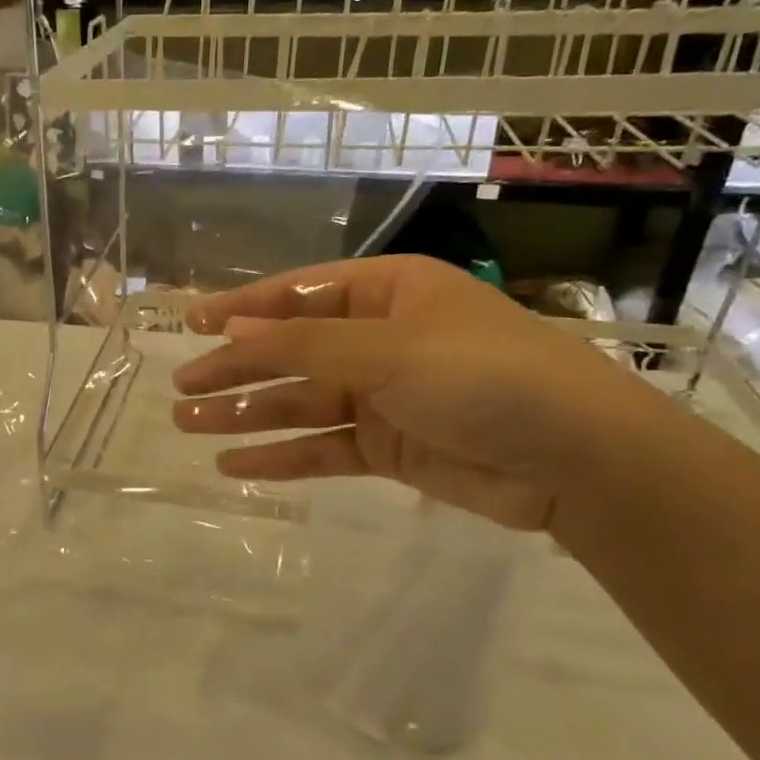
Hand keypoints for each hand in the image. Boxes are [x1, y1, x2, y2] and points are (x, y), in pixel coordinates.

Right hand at [171, 256, 664, 530]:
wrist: (577, 459)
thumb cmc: (483, 375)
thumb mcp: (387, 349)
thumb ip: (304, 343)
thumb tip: (231, 329)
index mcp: (388, 293)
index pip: (298, 295)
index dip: (242, 309)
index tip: (191, 324)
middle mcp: (381, 339)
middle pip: (291, 352)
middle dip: (235, 369)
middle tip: (181, 391)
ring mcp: (384, 395)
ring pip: (299, 402)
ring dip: (246, 414)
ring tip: (189, 427)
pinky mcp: (389, 447)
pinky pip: (322, 447)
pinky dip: (281, 457)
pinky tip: (235, 466)